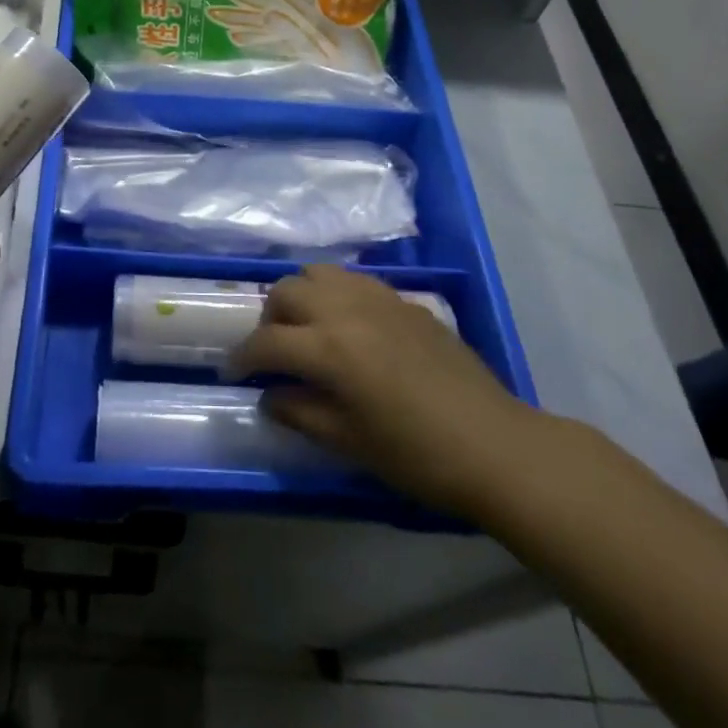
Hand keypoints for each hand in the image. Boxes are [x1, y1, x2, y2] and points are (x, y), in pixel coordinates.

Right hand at [228, 265, 539, 514]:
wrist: (494, 444)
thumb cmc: (417, 455)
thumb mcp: (350, 443)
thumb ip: (301, 413)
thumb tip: (269, 397)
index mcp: (328, 347)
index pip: (267, 341)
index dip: (243, 357)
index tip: (233, 373)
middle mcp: (345, 309)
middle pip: (286, 291)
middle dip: (269, 319)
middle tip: (273, 351)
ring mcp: (377, 298)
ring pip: (318, 272)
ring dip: (301, 295)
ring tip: (307, 327)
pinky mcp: (403, 300)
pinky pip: (354, 281)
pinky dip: (335, 294)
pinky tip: (348, 325)